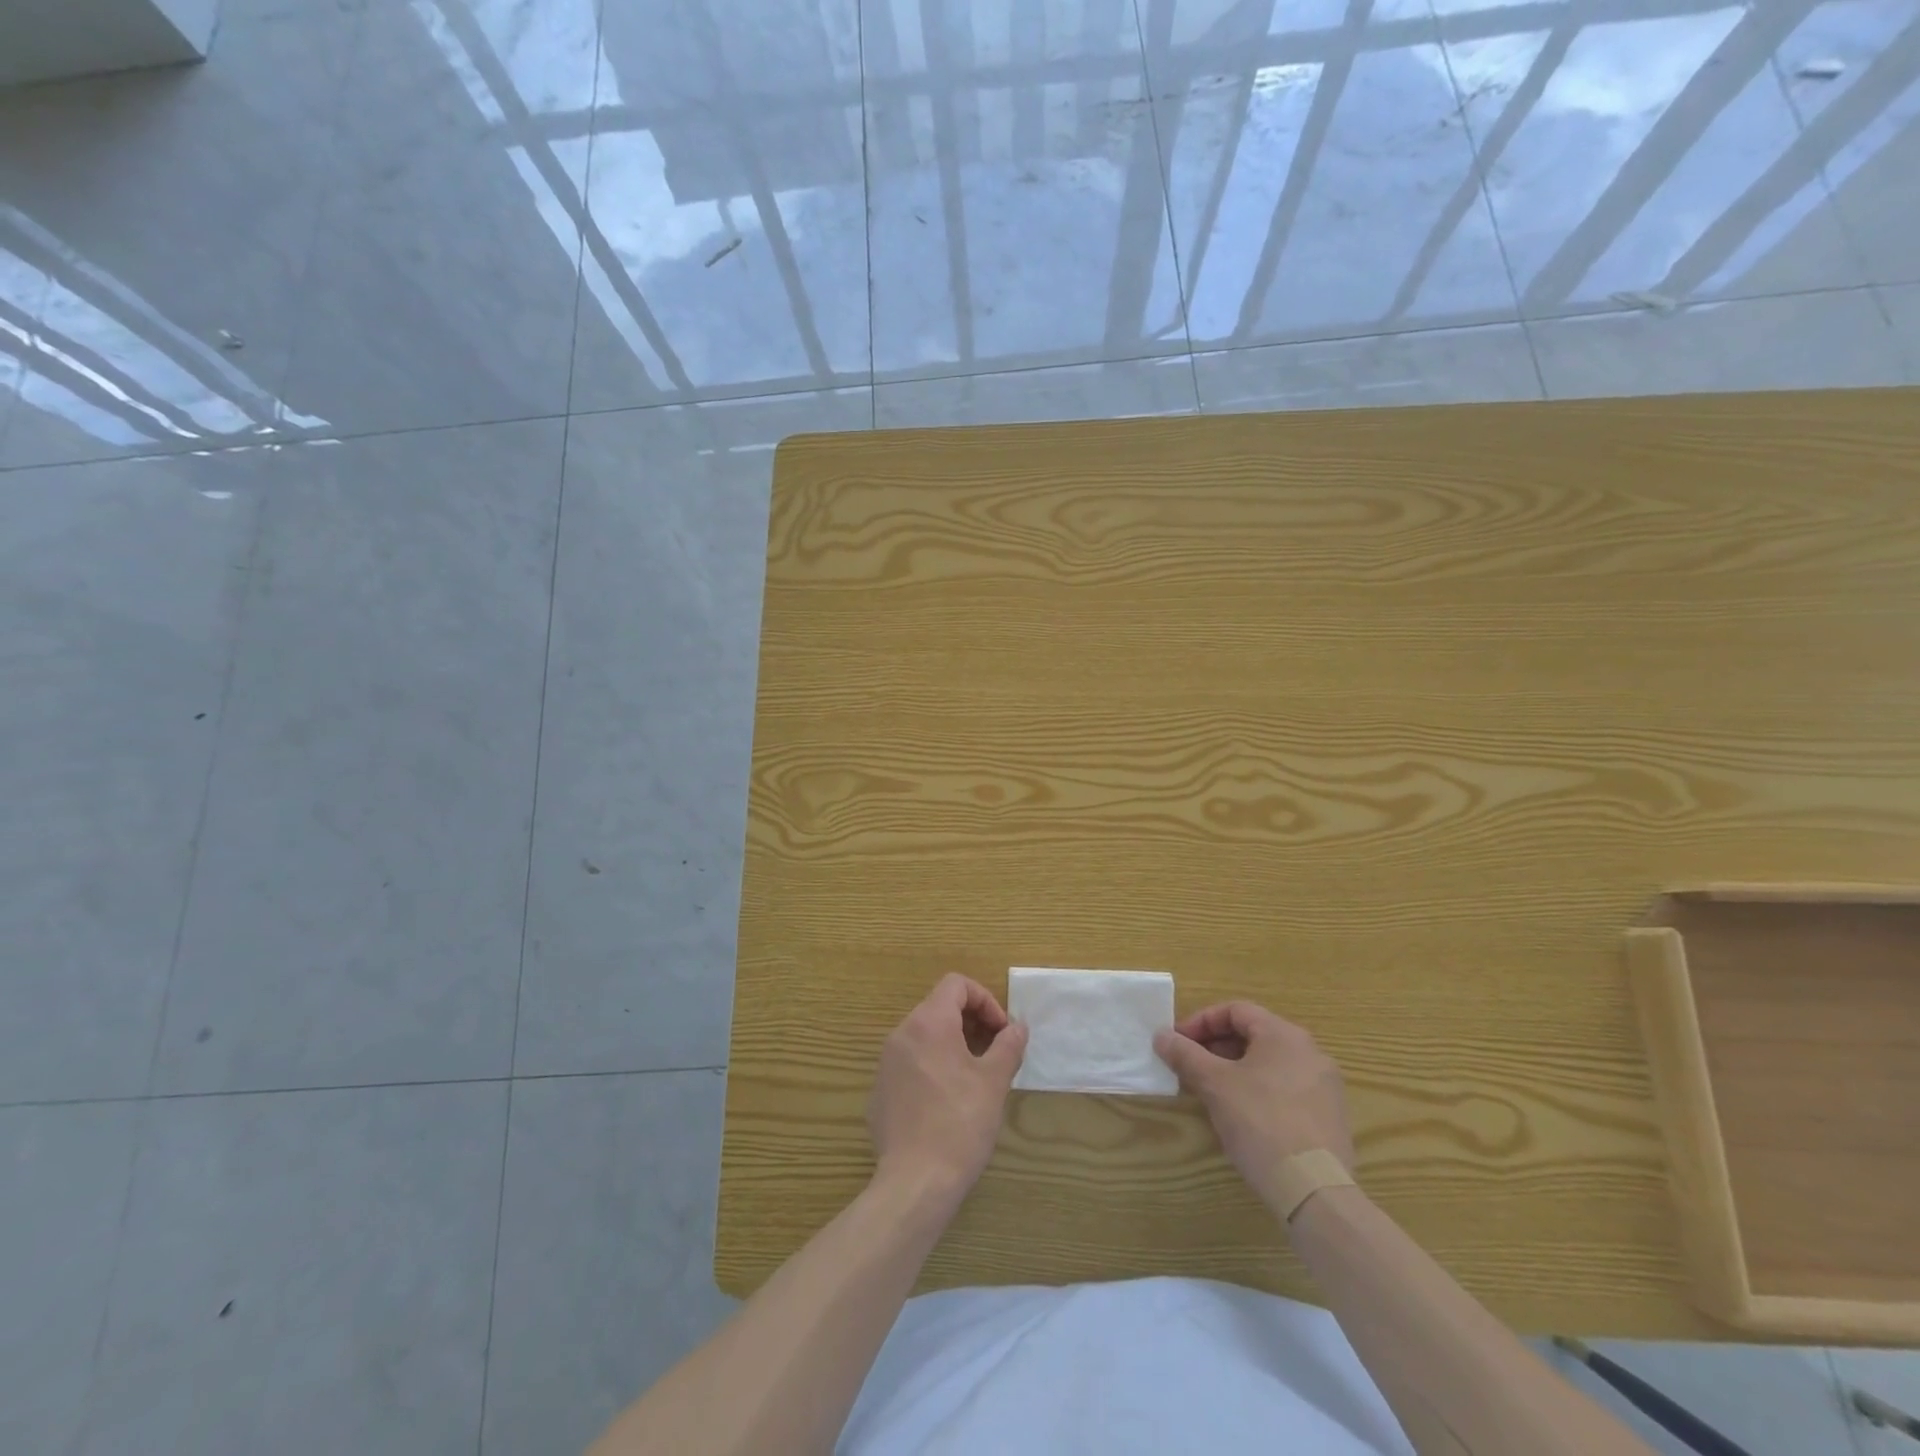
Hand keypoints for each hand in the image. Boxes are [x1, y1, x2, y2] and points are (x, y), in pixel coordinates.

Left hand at [868, 975, 1028, 1205]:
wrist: (915, 1182)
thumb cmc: (960, 1123)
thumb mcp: (994, 1082)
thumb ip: (1008, 1045)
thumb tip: (1018, 1027)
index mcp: (928, 1022)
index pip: (956, 984)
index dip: (985, 1000)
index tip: (1002, 1031)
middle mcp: (901, 1034)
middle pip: (939, 1007)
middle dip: (971, 1023)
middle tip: (995, 1053)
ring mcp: (886, 1063)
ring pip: (924, 1036)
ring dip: (953, 1045)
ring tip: (976, 1077)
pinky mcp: (879, 1092)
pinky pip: (910, 1064)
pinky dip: (933, 1067)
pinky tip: (948, 1103)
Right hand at [1154, 1002, 1354, 1211]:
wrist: (1314, 1190)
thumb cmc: (1260, 1122)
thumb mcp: (1214, 1084)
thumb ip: (1185, 1054)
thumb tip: (1161, 1035)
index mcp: (1284, 1035)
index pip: (1235, 1010)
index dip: (1201, 1022)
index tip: (1178, 1042)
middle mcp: (1310, 1052)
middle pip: (1253, 1035)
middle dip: (1216, 1047)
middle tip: (1189, 1066)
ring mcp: (1325, 1086)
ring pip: (1269, 1064)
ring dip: (1235, 1069)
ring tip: (1210, 1091)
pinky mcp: (1329, 1117)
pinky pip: (1286, 1089)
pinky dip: (1258, 1091)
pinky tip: (1242, 1116)